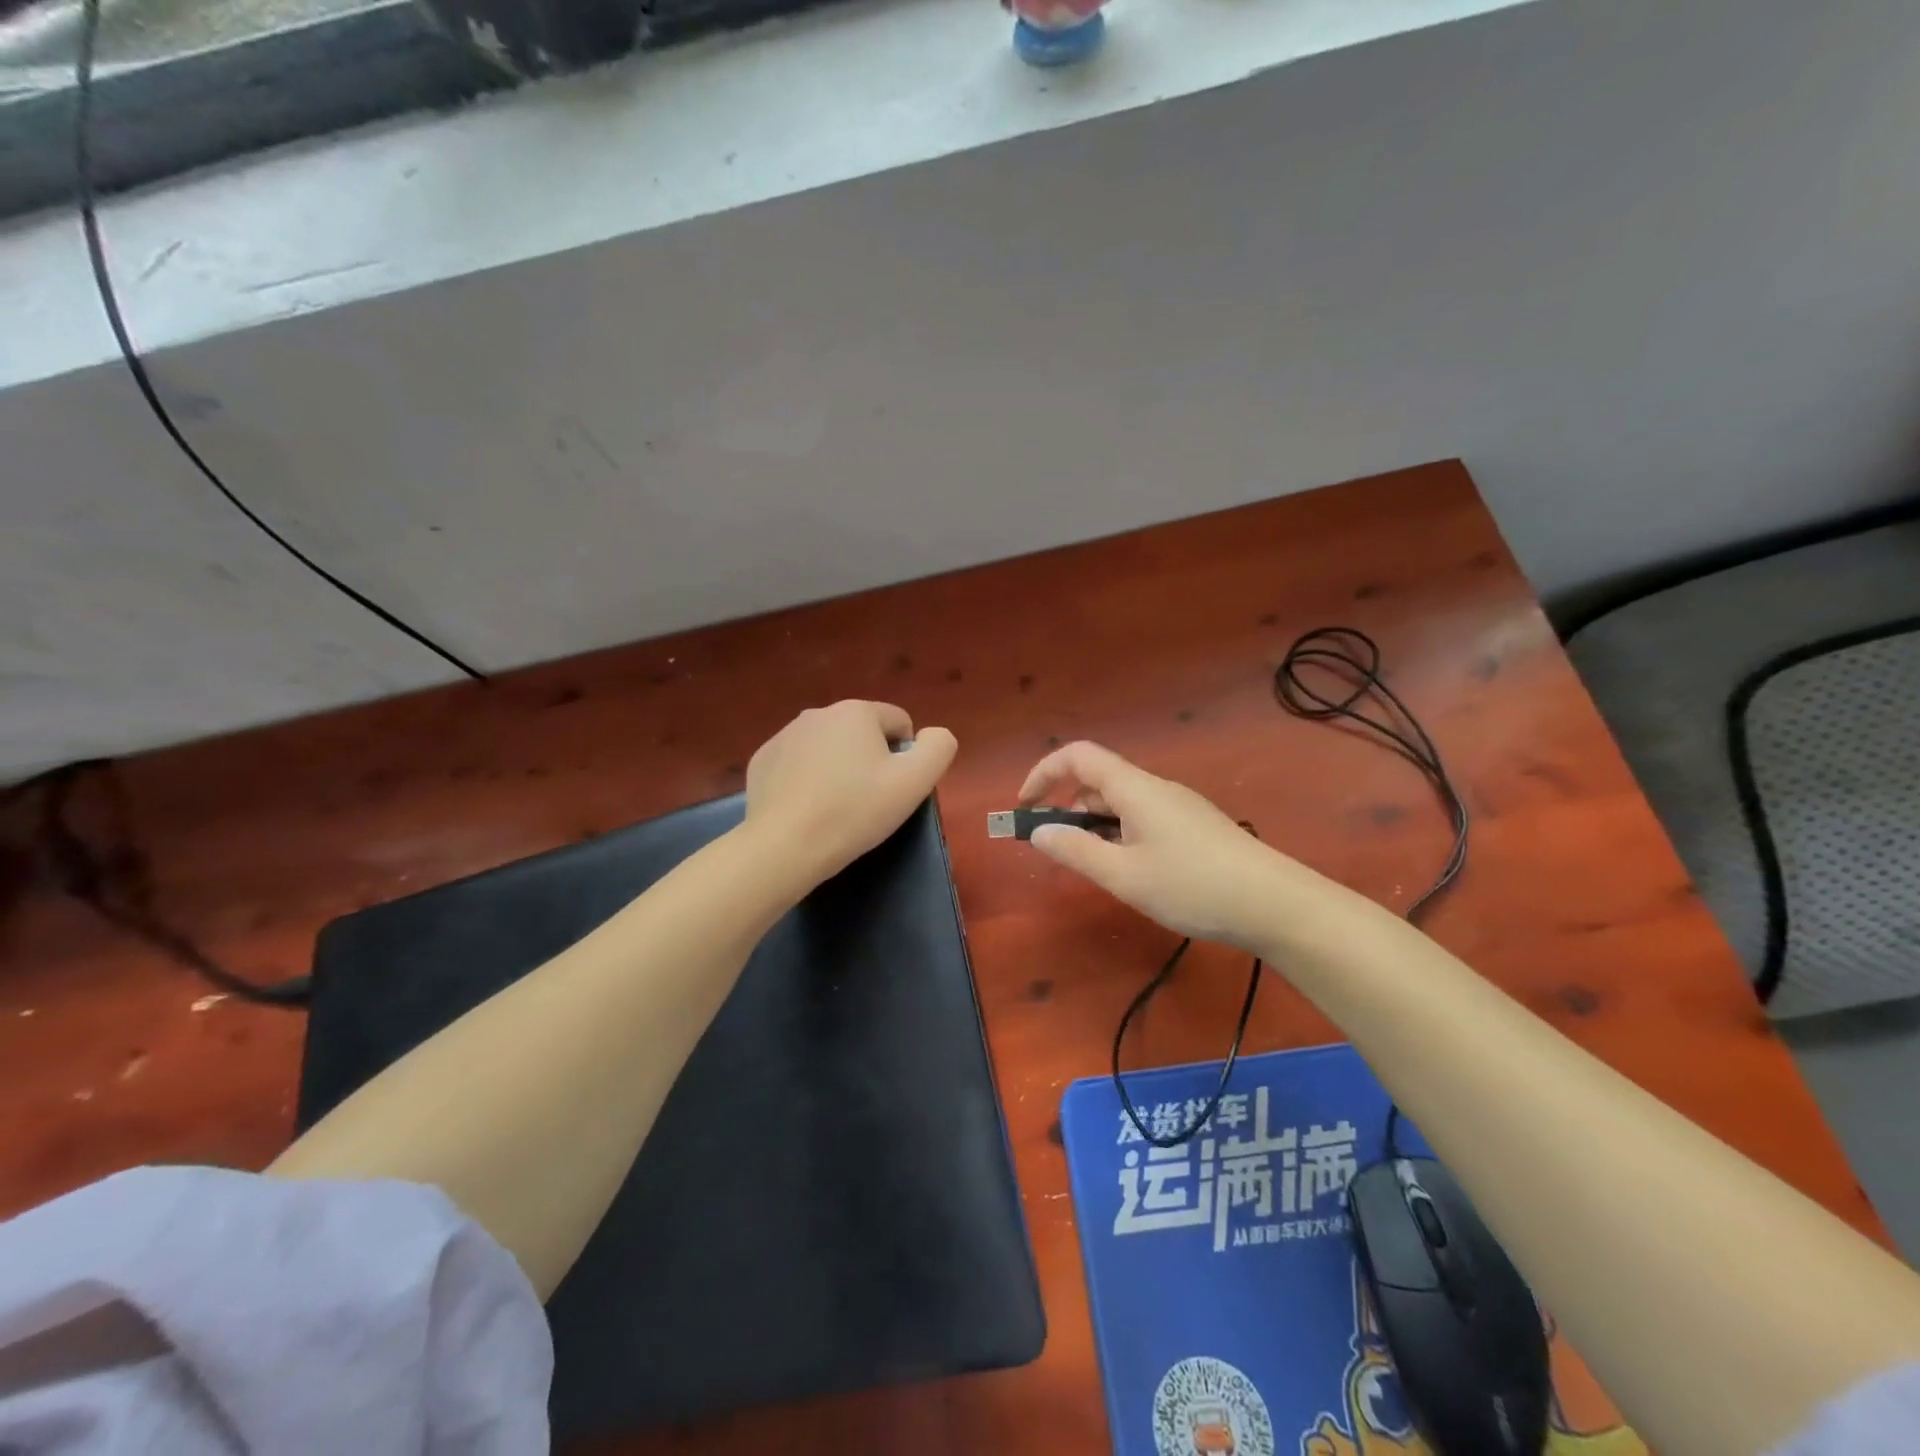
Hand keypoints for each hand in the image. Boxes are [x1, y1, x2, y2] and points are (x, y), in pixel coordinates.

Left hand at [745, 700, 957, 883]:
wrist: (784, 846)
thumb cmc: (855, 811)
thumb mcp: (915, 782)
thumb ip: (938, 748)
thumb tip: (933, 735)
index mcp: (856, 711)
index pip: (899, 722)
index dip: (906, 756)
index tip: (894, 789)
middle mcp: (818, 712)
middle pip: (862, 733)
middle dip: (870, 760)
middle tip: (868, 801)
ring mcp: (784, 735)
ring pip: (828, 747)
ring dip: (838, 768)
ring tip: (836, 808)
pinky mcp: (761, 761)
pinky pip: (797, 764)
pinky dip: (807, 780)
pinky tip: (806, 809)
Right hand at [1018, 740, 1284, 948]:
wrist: (1275, 904)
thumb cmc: (1193, 886)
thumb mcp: (1125, 876)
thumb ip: (1076, 851)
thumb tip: (1038, 831)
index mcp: (1135, 788)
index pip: (1079, 756)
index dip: (1044, 773)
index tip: (1025, 807)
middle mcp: (1155, 788)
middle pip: (1099, 780)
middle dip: (1068, 807)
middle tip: (1056, 848)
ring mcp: (1178, 806)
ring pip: (1121, 803)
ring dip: (1095, 825)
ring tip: (1095, 867)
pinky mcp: (1194, 826)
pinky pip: (1142, 818)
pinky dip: (1120, 835)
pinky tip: (1131, 871)